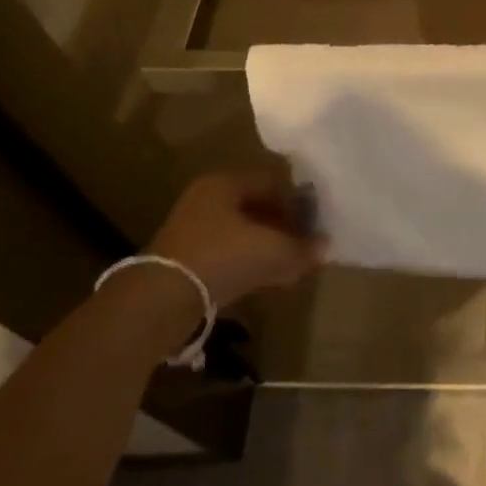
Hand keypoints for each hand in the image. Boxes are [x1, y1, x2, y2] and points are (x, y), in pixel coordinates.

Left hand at [148, 170, 323, 309]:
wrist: (159, 302)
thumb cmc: (220, 257)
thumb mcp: (270, 250)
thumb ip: (300, 247)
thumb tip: (326, 246)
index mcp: (224, 182)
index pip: (271, 182)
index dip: (297, 200)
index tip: (316, 221)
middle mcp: (207, 199)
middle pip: (256, 207)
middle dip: (283, 224)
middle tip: (306, 242)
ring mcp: (193, 231)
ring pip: (243, 233)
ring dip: (268, 246)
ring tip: (292, 263)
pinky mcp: (186, 262)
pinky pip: (228, 255)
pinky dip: (250, 263)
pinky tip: (268, 279)